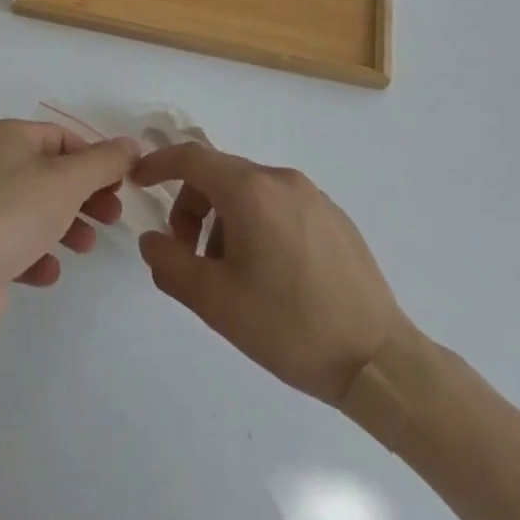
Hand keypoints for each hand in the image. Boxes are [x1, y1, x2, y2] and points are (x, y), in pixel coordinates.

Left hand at [0, 120, 138, 328]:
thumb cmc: (16, 213)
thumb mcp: (69, 180)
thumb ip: (105, 161)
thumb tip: (131, 144)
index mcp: (7, 137)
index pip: (62, 138)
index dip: (95, 159)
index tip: (120, 185)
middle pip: (52, 174)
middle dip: (85, 196)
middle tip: (112, 216)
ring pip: (38, 209)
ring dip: (68, 226)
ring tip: (85, 246)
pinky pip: (18, 241)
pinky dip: (38, 253)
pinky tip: (48, 271)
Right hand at [133, 143, 410, 405]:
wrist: (379, 362)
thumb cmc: (290, 327)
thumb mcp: (216, 302)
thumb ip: (170, 264)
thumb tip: (152, 240)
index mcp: (251, 191)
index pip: (191, 158)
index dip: (159, 164)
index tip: (139, 182)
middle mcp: (281, 179)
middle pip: (220, 175)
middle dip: (192, 206)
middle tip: (188, 254)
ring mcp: (313, 196)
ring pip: (250, 191)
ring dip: (224, 219)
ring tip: (231, 272)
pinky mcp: (335, 217)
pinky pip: (280, 204)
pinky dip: (257, 224)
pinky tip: (269, 274)